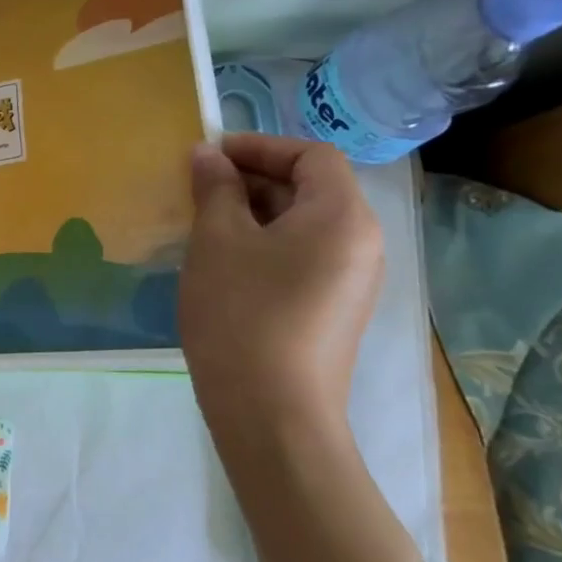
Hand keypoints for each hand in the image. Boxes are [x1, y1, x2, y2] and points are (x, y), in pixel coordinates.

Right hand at [177, 134, 383, 440]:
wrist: (273, 416)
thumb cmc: (243, 313)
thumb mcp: (218, 239)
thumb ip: (216, 187)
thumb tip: (209, 155)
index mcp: (342, 216)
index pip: (311, 155)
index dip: (260, 145)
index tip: (211, 155)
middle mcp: (361, 243)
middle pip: (311, 186)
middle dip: (253, 177)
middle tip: (199, 186)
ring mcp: (352, 280)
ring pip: (303, 222)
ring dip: (255, 210)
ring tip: (205, 220)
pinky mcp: (335, 308)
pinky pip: (304, 254)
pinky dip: (266, 242)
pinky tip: (225, 259)